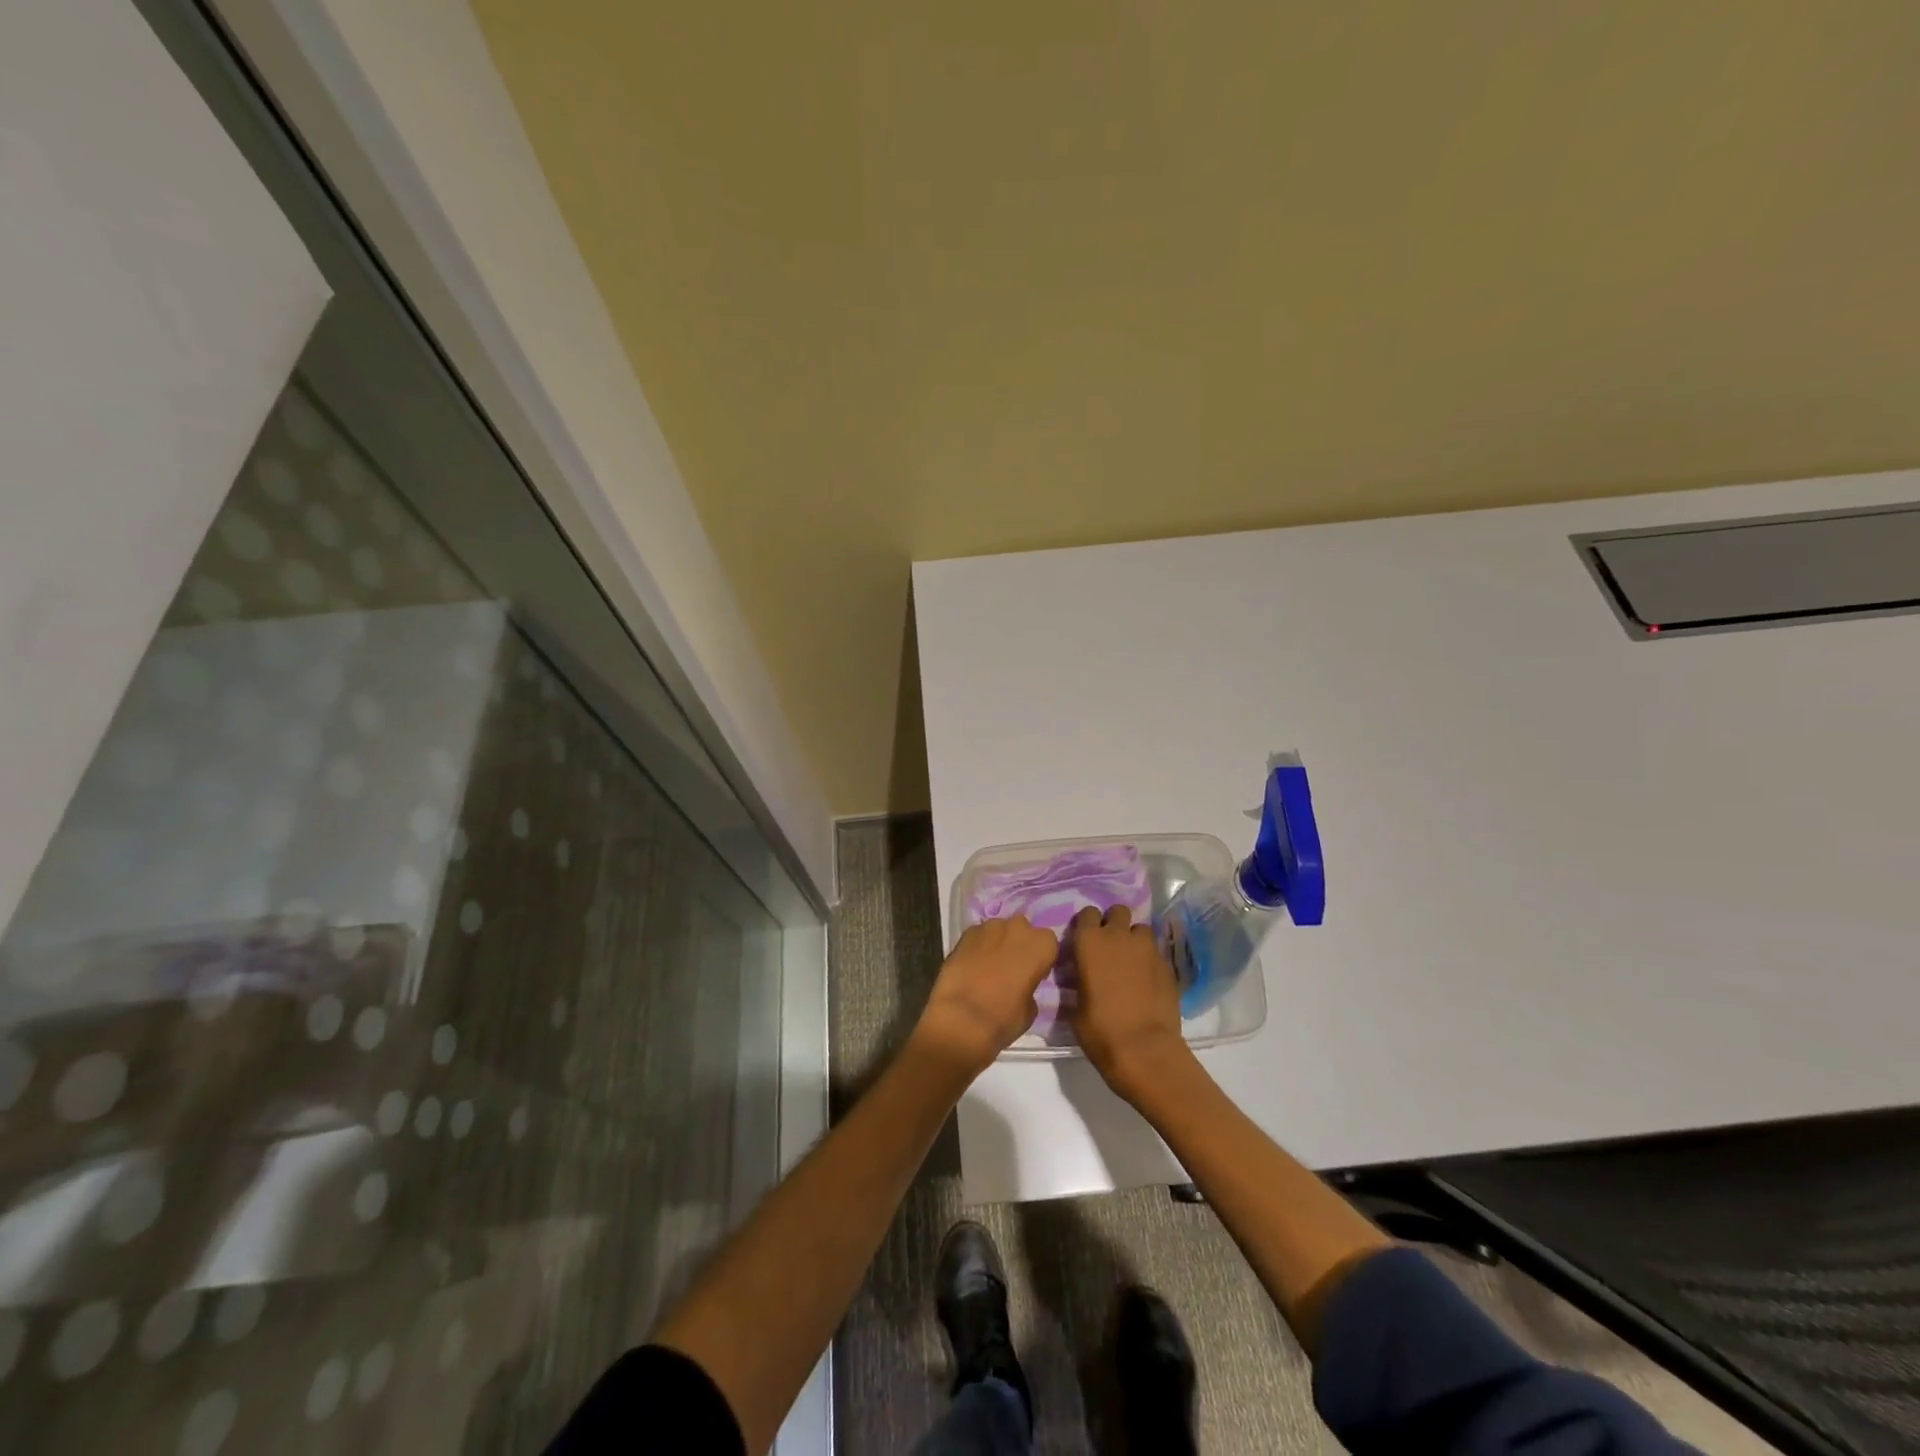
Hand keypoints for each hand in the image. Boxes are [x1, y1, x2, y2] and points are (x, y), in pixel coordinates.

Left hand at [911, 916, 1058, 1079]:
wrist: (961, 1017)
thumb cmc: (1003, 1017)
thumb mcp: (1031, 1009)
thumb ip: (1031, 987)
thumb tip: (1022, 985)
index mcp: (1041, 945)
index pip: (1049, 943)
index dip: (1041, 957)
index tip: (1035, 973)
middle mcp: (1018, 928)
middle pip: (1023, 930)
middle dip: (1019, 944)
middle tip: (1013, 966)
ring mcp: (989, 927)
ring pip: (999, 929)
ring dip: (998, 942)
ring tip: (990, 966)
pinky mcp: (965, 932)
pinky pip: (978, 935)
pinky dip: (978, 946)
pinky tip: (972, 965)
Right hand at [1067, 905, 1193, 1102]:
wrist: (1144, 1049)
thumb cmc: (1100, 1030)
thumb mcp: (1075, 1007)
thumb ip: (1077, 983)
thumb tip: (1080, 980)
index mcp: (1090, 942)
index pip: (1087, 914)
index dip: (1087, 925)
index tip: (1086, 941)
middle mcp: (1119, 936)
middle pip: (1118, 912)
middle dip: (1115, 924)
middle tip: (1110, 947)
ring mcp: (1147, 949)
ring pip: (1141, 930)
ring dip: (1135, 940)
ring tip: (1132, 962)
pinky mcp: (1168, 965)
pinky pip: (1156, 952)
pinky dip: (1150, 961)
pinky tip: (1147, 981)